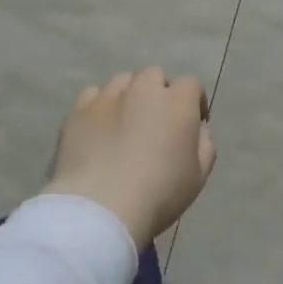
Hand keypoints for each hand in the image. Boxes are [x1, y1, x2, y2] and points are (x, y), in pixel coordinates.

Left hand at [42, 68, 214, 248]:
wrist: (102, 207)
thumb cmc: (159, 194)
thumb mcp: (199, 176)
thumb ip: (204, 144)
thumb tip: (197, 128)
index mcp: (177, 103)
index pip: (190, 85)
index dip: (193, 102)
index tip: (192, 123)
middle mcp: (143, 90)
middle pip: (154, 76)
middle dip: (158, 93)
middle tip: (155, 122)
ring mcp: (108, 97)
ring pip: (122, 83)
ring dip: (128, 96)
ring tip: (124, 124)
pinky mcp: (78, 110)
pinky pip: (92, 96)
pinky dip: (99, 107)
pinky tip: (98, 129)